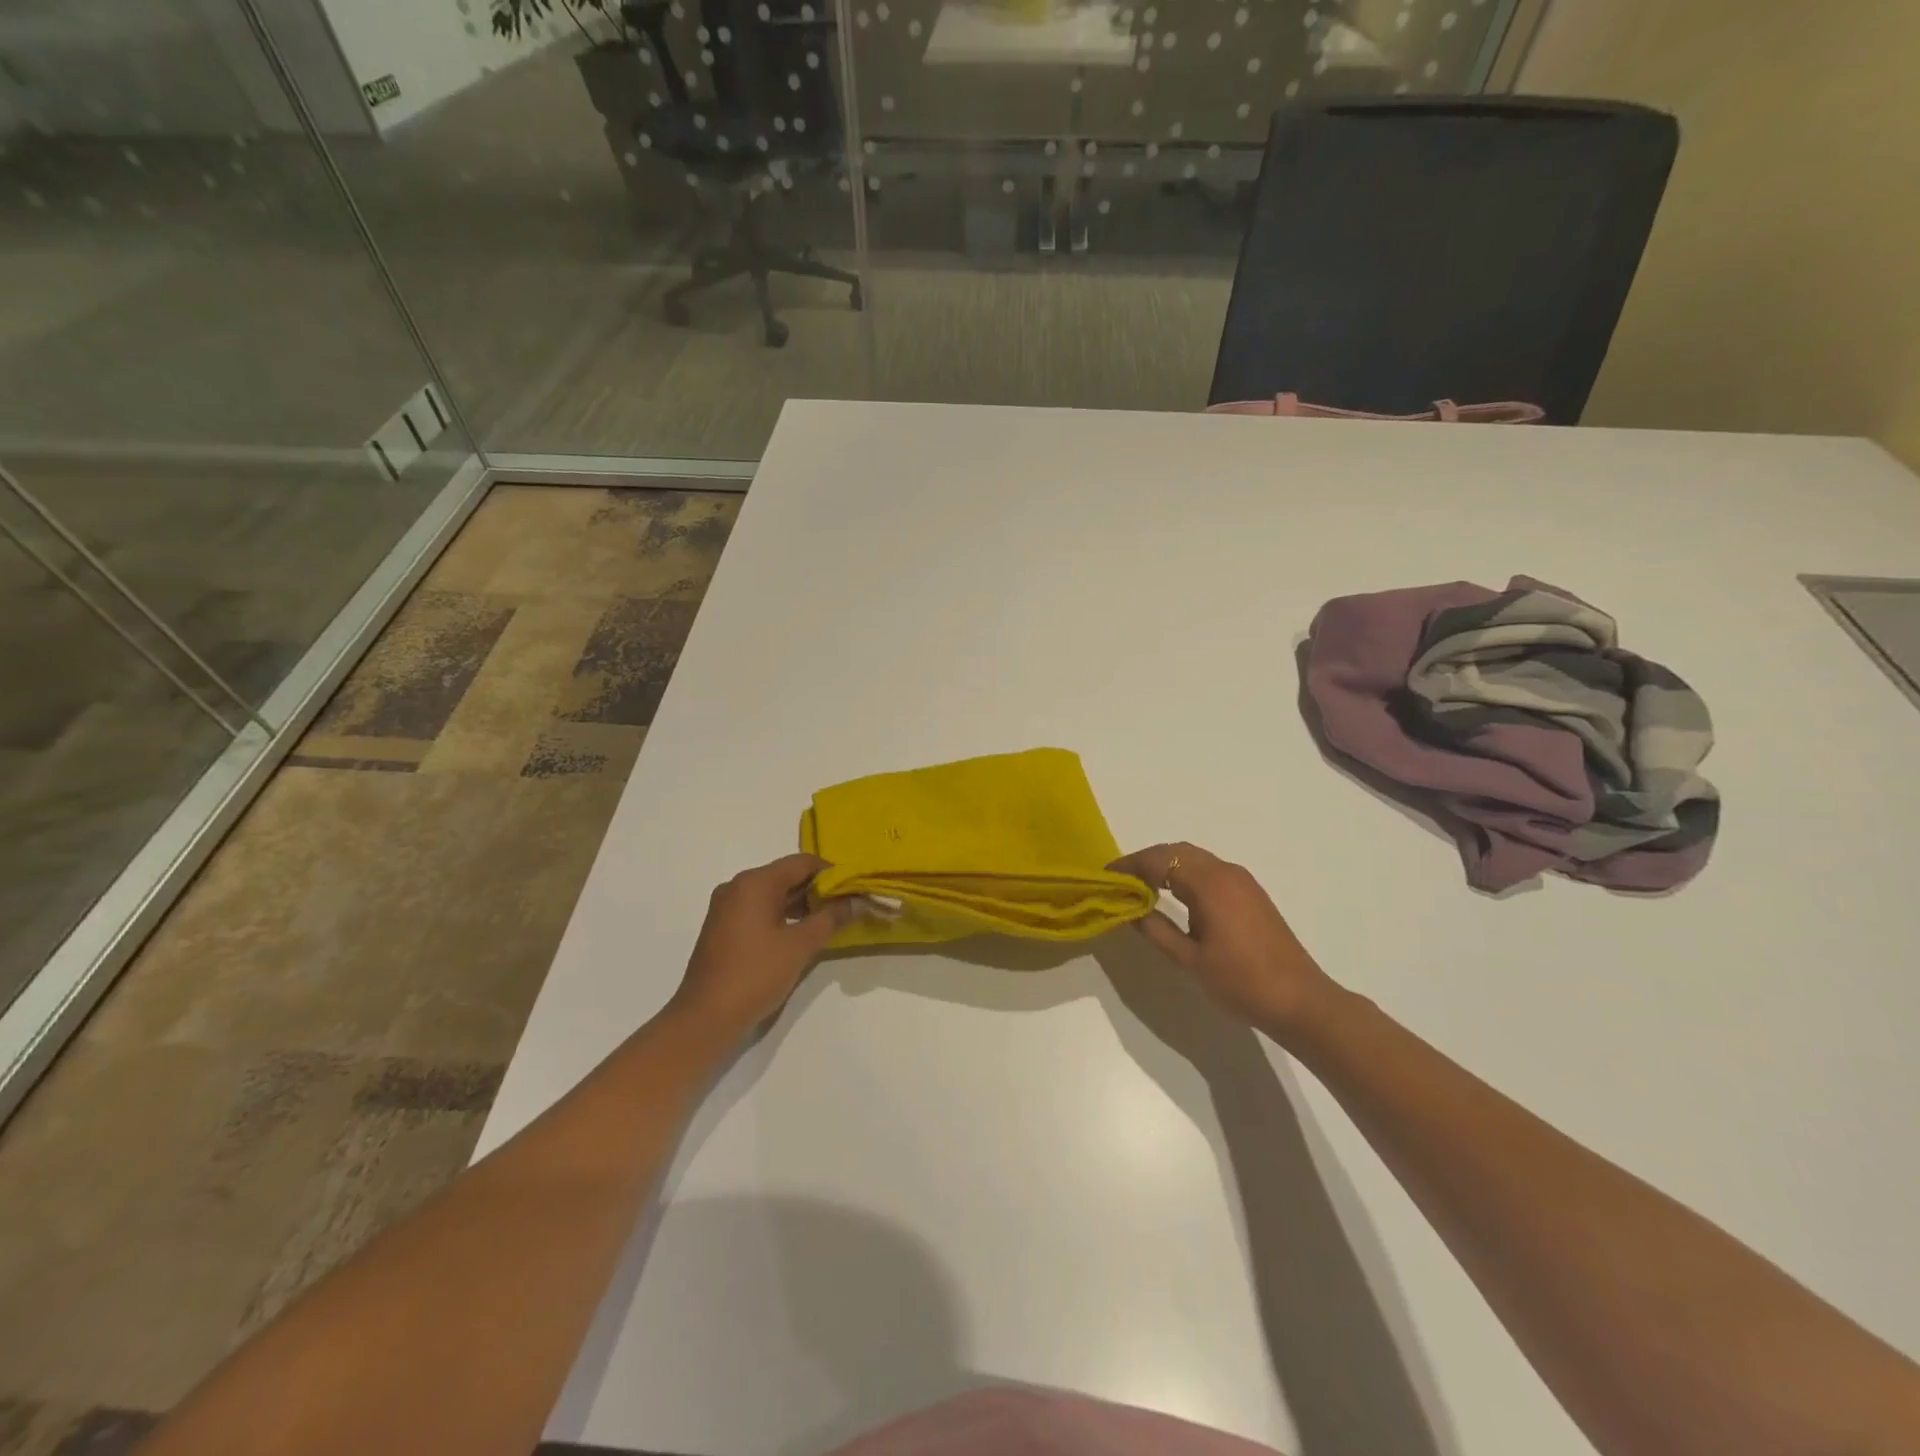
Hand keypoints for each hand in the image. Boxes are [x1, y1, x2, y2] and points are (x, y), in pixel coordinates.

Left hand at [669, 854, 854, 1039]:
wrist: (705, 1017)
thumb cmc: (755, 975)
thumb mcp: (801, 946)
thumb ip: (830, 919)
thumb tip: (853, 902)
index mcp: (755, 883)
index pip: (802, 863)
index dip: (831, 873)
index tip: (853, 889)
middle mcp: (737, 886)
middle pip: (786, 876)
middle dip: (817, 889)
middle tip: (845, 907)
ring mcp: (726, 907)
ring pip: (772, 894)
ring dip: (800, 904)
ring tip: (827, 922)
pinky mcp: (722, 927)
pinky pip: (758, 910)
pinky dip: (781, 916)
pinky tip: (799, 935)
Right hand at [1110, 842, 1340, 1039]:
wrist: (1300, 1001)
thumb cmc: (1241, 982)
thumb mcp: (1190, 960)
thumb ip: (1157, 930)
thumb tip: (1131, 910)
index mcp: (1210, 884)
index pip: (1160, 861)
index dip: (1130, 865)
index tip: (1106, 876)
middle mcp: (1226, 872)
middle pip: (1177, 851)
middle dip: (1146, 860)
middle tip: (1120, 879)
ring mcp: (1242, 881)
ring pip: (1194, 858)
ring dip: (1166, 864)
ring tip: (1141, 886)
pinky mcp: (1250, 893)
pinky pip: (1209, 869)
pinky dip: (1185, 873)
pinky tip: (1173, 895)